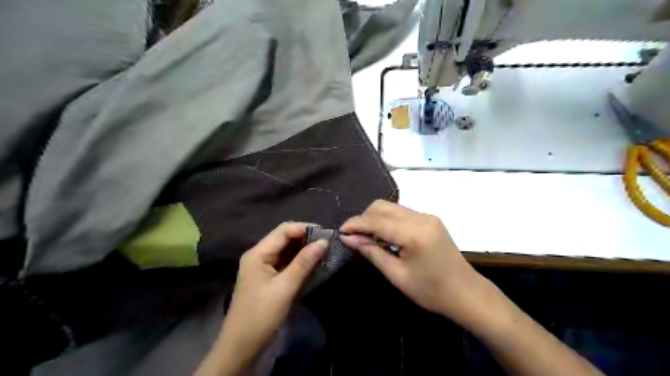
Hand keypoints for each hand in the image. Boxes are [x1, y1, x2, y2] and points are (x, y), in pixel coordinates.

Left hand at [209, 223, 325, 372]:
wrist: (242, 346)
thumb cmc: (261, 314)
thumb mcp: (285, 287)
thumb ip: (304, 263)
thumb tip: (323, 242)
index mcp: (258, 253)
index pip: (284, 230)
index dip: (305, 228)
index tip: (326, 233)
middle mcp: (260, 255)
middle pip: (285, 238)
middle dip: (306, 238)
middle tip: (328, 242)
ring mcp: (264, 266)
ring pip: (287, 250)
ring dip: (304, 250)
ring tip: (324, 251)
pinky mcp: (269, 277)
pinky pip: (286, 263)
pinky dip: (300, 261)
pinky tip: (313, 263)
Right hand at [342, 202, 492, 327]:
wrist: (466, 293)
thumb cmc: (431, 291)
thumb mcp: (396, 275)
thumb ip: (371, 252)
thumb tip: (349, 238)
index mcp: (414, 233)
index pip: (376, 220)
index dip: (355, 224)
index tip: (340, 231)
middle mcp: (421, 217)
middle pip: (382, 207)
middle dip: (364, 218)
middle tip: (354, 236)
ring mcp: (427, 216)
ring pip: (391, 207)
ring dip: (375, 218)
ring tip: (368, 237)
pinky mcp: (430, 219)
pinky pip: (401, 212)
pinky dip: (387, 220)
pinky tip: (385, 236)